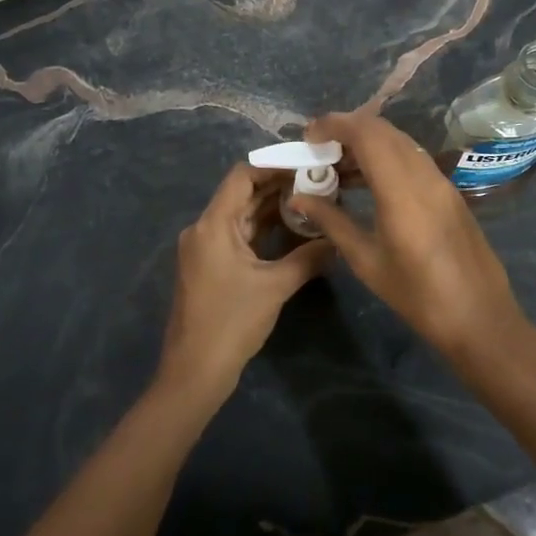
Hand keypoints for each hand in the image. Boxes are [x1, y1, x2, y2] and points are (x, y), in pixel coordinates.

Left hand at [159, 163, 329, 402]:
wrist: (196, 371)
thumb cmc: (232, 322)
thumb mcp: (276, 286)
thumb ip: (309, 257)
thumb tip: (339, 240)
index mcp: (213, 224)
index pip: (242, 176)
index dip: (273, 166)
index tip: (306, 165)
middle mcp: (204, 229)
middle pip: (242, 194)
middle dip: (279, 187)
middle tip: (317, 182)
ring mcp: (205, 248)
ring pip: (242, 216)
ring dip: (273, 209)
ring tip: (312, 201)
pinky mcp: (210, 266)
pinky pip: (239, 236)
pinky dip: (264, 230)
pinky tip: (293, 230)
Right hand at [293, 112, 529, 358]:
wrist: (480, 318)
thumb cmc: (418, 297)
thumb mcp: (367, 262)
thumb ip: (332, 222)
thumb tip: (297, 198)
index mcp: (402, 192)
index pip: (367, 134)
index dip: (335, 124)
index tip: (309, 136)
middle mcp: (424, 176)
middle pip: (384, 130)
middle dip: (348, 128)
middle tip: (318, 148)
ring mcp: (441, 182)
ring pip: (400, 142)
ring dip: (368, 141)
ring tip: (337, 164)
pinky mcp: (450, 192)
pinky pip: (413, 158)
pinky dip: (386, 156)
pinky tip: (368, 181)